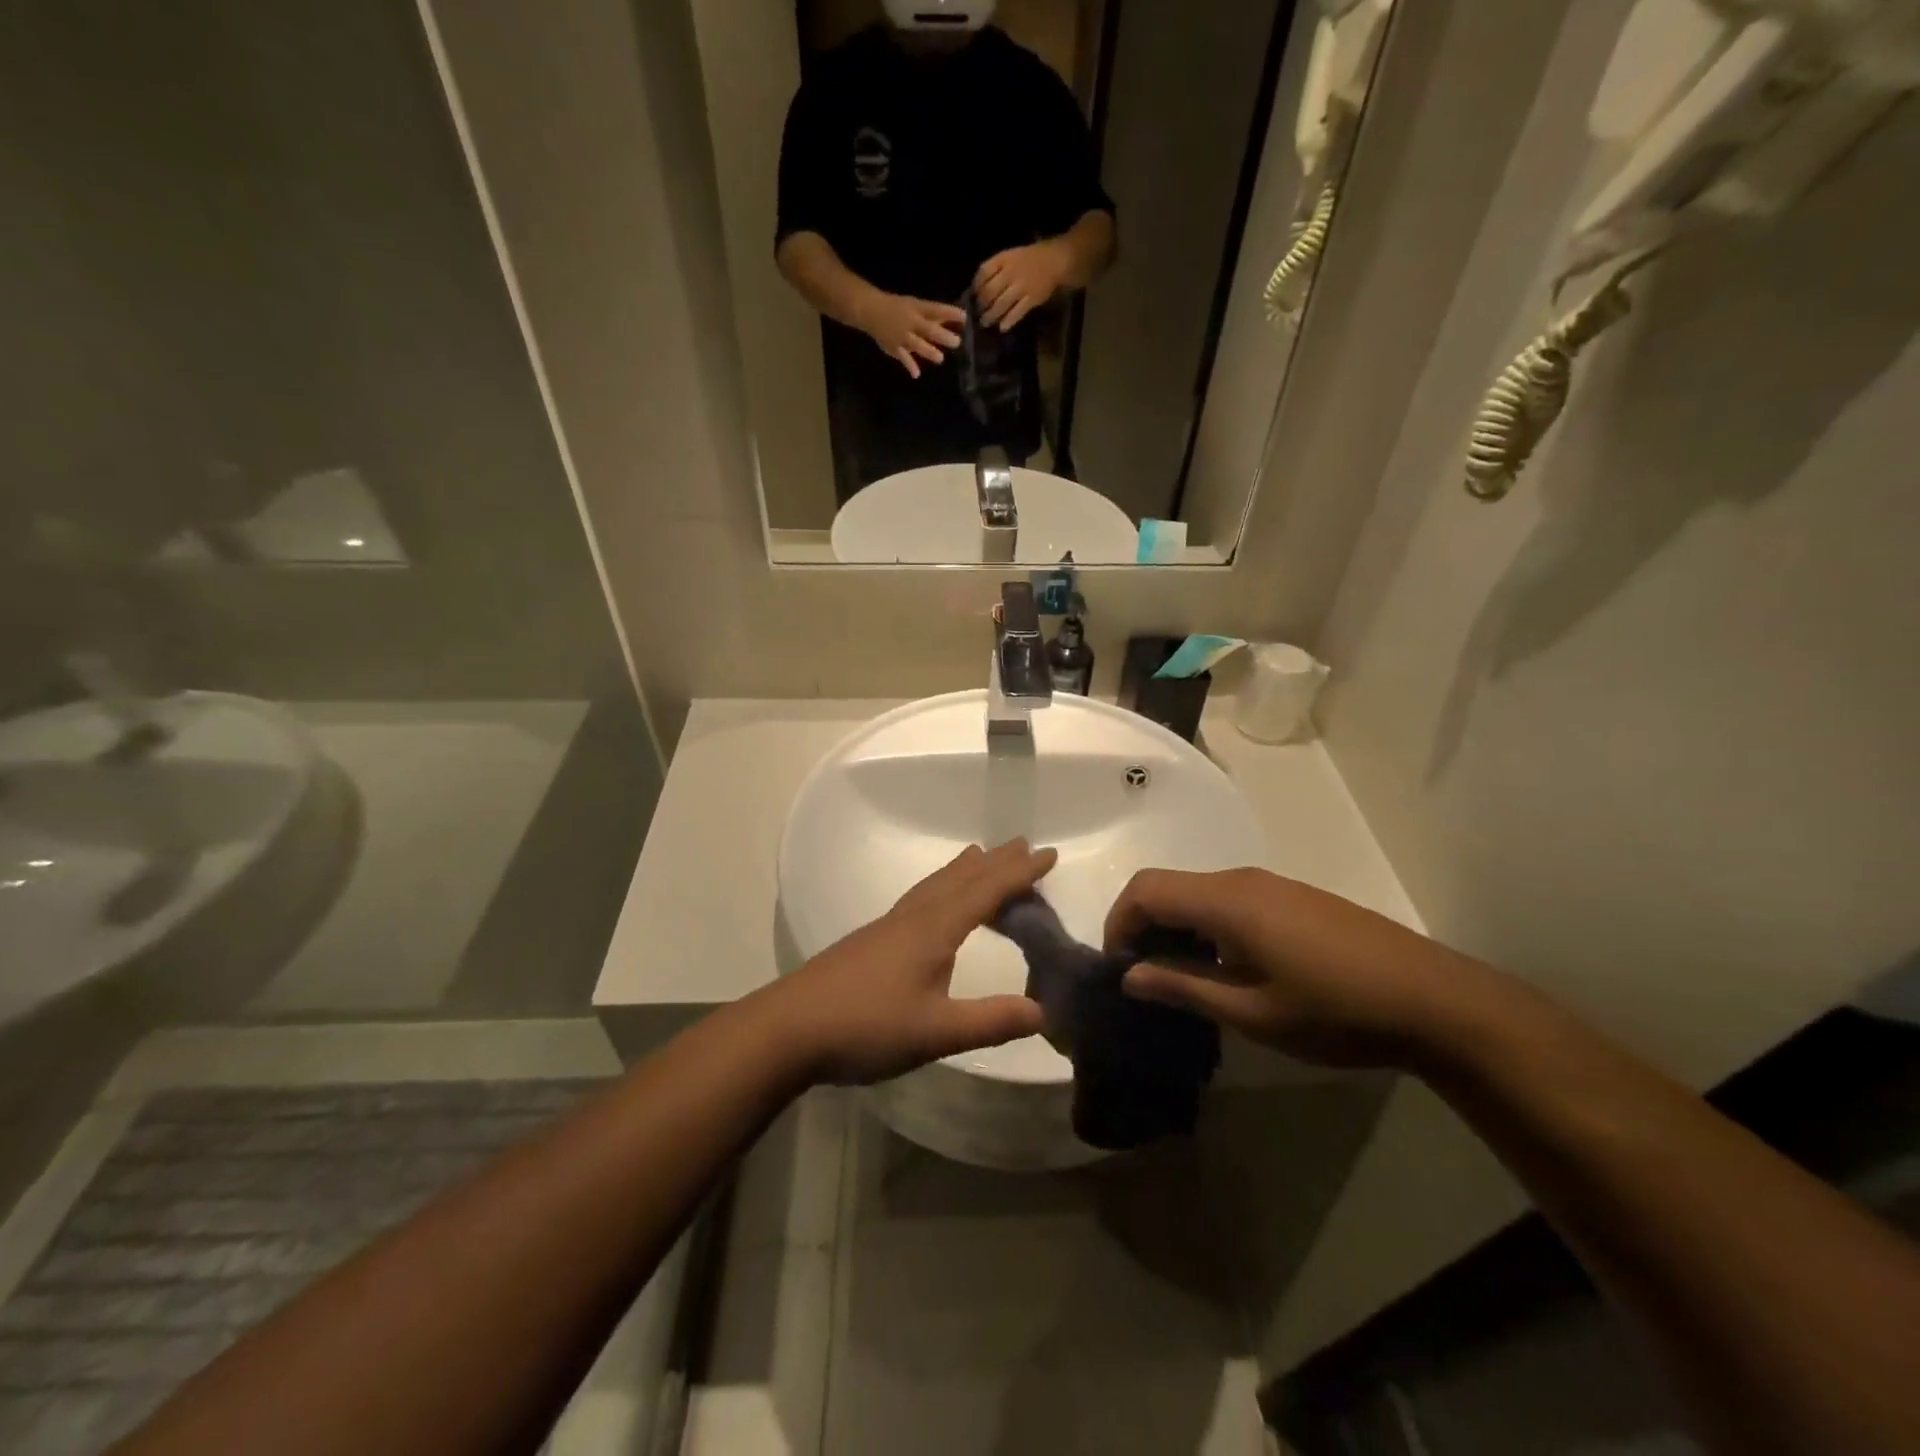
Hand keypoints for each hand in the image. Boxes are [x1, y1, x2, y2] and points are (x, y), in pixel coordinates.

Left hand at [767, 840, 1054, 1084]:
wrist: (789, 1028)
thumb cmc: (865, 1026)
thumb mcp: (935, 1031)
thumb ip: (990, 1021)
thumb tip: (1046, 1012)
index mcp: (933, 929)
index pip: (986, 891)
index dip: (1019, 873)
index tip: (1049, 854)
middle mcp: (913, 917)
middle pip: (961, 878)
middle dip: (995, 862)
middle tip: (1023, 845)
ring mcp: (889, 926)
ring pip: (936, 885)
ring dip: (966, 870)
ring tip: (981, 857)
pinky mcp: (872, 940)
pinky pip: (921, 898)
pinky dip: (942, 886)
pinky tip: (933, 904)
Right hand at [856, 292, 966, 377]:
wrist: (870, 310)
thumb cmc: (897, 308)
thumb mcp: (915, 306)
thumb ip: (934, 316)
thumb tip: (957, 320)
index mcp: (917, 309)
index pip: (936, 310)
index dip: (950, 313)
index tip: (965, 318)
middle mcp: (911, 322)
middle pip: (929, 329)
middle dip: (942, 336)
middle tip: (956, 343)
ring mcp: (902, 335)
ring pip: (917, 344)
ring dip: (929, 351)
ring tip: (940, 358)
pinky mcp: (894, 347)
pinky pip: (902, 357)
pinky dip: (909, 365)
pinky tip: (916, 374)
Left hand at [974, 241, 1068, 330]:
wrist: (1057, 260)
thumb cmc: (1032, 258)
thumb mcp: (1012, 255)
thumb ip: (997, 268)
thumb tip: (979, 286)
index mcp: (1005, 258)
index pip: (984, 271)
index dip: (976, 285)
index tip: (973, 294)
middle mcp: (1011, 272)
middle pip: (990, 291)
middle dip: (981, 304)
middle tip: (978, 312)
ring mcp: (1022, 287)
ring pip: (1001, 304)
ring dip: (991, 316)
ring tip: (985, 323)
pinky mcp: (1032, 299)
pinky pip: (1017, 312)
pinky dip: (1009, 321)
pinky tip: (1002, 328)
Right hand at [1104, 868, 1501, 1068]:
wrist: (1436, 1001)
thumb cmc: (1336, 1011)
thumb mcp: (1252, 1012)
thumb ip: (1184, 987)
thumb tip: (1130, 975)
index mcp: (1226, 901)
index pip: (1145, 890)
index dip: (1119, 924)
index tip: (1121, 970)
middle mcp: (1242, 880)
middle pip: (1168, 886)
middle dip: (1143, 927)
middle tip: (1146, 979)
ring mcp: (1271, 885)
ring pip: (1198, 893)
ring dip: (1176, 928)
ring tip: (1184, 980)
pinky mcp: (1292, 898)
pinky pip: (1228, 901)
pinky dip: (1206, 927)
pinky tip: (1228, 969)